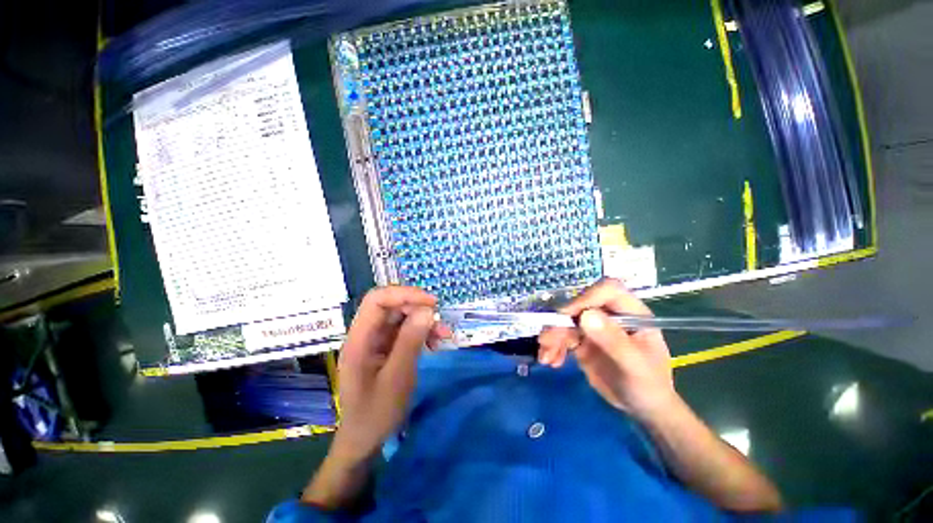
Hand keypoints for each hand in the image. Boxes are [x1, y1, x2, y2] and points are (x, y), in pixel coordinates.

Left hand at [331, 286, 449, 461]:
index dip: (404, 294)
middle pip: (391, 306)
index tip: (431, 303)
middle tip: (440, 321)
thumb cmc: (375, 414)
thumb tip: (427, 310)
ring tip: (443, 335)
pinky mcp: (386, 348)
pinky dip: (422, 332)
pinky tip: (435, 343)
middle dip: (418, 308)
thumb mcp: (397, 379)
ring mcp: (376, 341)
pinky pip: (406, 330)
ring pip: (402, 317)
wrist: (364, 441)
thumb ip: (410, 342)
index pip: (377, 300)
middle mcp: (366, 334)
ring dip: (424, 321)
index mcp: (359, 339)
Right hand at [537, 279, 675, 419]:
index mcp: (630, 313)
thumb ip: (613, 340)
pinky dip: (553, 346)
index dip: (586, 297)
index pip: (607, 290)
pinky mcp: (582, 340)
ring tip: (545, 356)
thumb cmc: (648, 386)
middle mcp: (609, 315)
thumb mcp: (635, 366)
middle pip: (579, 305)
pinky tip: (550, 360)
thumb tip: (586, 316)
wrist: (643, 408)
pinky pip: (562, 336)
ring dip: (552, 335)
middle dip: (560, 322)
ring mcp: (594, 327)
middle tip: (546, 341)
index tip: (567, 316)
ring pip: (566, 320)